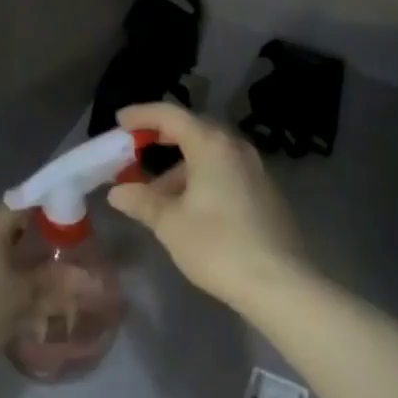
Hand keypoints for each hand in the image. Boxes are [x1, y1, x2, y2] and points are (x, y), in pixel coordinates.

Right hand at [107, 101, 310, 312]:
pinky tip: (188, 207)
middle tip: (135, 149)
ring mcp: (255, 168)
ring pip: (210, 153)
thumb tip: (118, 192)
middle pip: (193, 129)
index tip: (119, 122)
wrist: (279, 282)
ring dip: (180, 166)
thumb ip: (142, 201)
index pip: (171, 115)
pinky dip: (201, 177)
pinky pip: (226, 170)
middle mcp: (236, 147)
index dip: (142, 115)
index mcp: (211, 145)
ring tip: (157, 195)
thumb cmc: (218, 246)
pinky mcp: (265, 190)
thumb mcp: (170, 224)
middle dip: (162, 138)